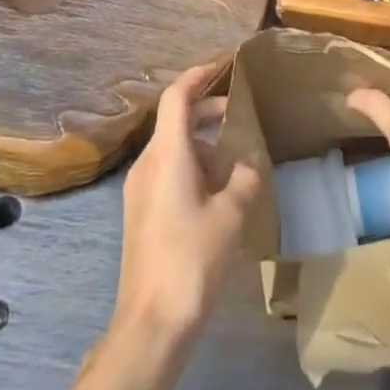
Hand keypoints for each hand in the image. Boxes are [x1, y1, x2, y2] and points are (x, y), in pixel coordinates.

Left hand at [111, 62, 263, 349]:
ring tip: (238, 161)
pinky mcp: (141, 213)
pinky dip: (194, 167)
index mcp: (167, 154)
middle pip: (175, 120)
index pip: (177, 96)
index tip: (223, 65)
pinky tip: (219, 193)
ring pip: (173, 148)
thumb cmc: (192, 260)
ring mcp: (140, 190)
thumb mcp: (231, 216)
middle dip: (208, 112)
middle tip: (241, 115)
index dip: (198, 75)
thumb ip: (245, 179)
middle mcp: (148, 163)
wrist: (151, 324)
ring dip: (204, 145)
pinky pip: (168, 172)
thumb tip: (250, 163)